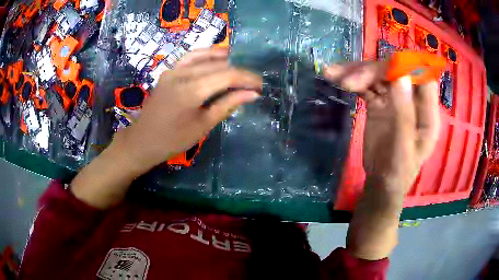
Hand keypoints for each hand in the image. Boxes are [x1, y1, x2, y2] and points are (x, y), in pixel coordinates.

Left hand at [112, 48, 262, 175]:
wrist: (144, 140)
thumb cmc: (173, 139)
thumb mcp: (203, 125)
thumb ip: (227, 105)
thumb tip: (252, 94)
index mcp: (192, 90)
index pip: (227, 76)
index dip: (247, 79)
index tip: (260, 85)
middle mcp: (182, 74)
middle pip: (219, 66)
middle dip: (239, 72)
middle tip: (252, 83)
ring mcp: (173, 70)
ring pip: (206, 58)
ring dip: (226, 61)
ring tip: (240, 68)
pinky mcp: (169, 71)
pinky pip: (190, 57)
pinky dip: (206, 55)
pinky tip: (218, 56)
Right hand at [325, 62, 439, 192]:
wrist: (380, 184)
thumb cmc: (397, 173)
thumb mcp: (403, 150)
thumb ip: (404, 115)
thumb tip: (400, 75)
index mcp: (426, 112)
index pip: (422, 77)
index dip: (406, 66)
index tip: (383, 69)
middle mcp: (412, 100)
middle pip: (396, 72)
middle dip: (373, 71)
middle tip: (348, 81)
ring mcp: (395, 99)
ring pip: (378, 75)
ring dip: (356, 72)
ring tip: (333, 74)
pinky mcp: (380, 103)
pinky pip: (367, 86)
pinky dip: (352, 81)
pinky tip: (335, 78)